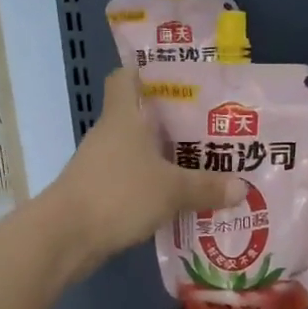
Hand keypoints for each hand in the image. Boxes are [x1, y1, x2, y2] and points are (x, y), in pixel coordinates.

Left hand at [45, 69, 244, 269]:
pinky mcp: (99, 193)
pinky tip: (179, 199)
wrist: (65, 237)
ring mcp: (101, 165)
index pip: (125, 78)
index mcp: (122, 117)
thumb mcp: (171, 190)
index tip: (178, 79)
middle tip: (210, 127)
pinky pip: (133, 181)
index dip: (146, 72)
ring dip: (164, 157)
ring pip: (138, 152)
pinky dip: (153, 186)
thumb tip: (242, 187)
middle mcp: (109, 135)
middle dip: (172, 121)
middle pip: (139, 117)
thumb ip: (206, 187)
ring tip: (204, 164)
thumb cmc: (118, 194)